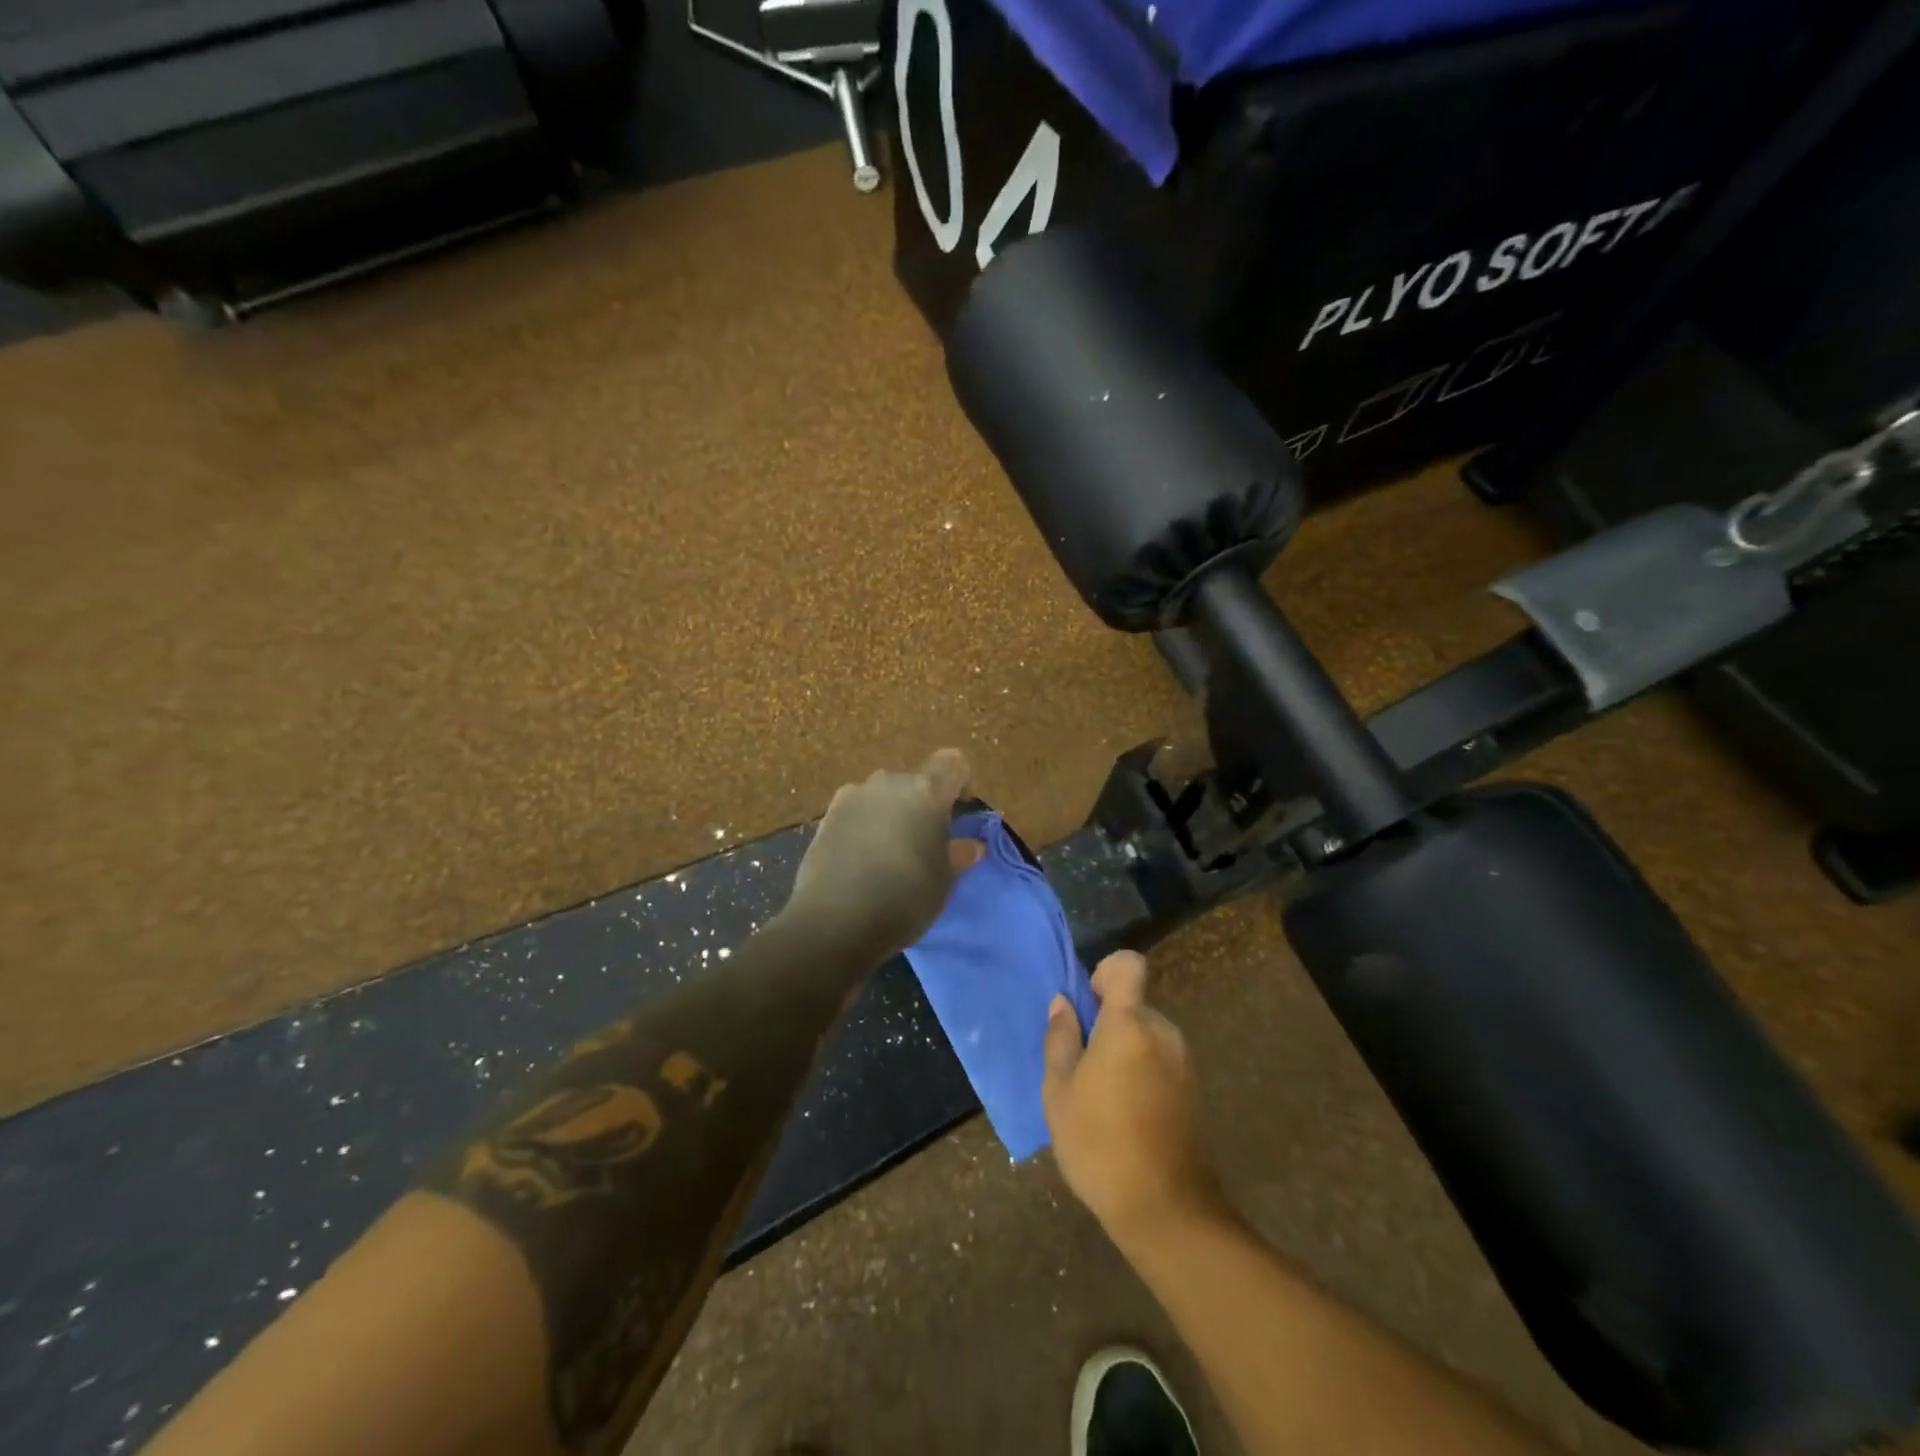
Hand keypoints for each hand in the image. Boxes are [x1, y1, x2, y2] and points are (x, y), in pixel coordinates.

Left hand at [784, 749, 983, 961]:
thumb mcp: (944, 882)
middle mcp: (889, 782)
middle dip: (924, 805)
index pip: (953, 763)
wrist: (835, 921)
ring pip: (884, 795)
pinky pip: (857, 810)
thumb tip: (972, 845)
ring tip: (889, 853)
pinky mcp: (827, 815)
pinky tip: (861, 858)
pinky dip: (865, 824)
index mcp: (926, 791)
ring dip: (892, 813)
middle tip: (925, 843)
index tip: (960, 813)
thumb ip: (960, 855)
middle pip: (916, 781)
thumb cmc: (904, 898)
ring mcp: (853, 796)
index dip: (961, 782)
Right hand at [1043, 951, 1223, 1244]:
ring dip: (1122, 1048)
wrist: (1165, 1210)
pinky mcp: (1192, 1088)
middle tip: (1080, 1064)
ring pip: (1144, 1033)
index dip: (1104, 973)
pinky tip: (1122, 1112)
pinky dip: (1139, 1069)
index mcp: (1129, 1024)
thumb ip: (1060, 1039)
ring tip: (1098, 1094)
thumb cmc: (1099, 1144)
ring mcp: (1182, 1061)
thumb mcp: (1060, 1092)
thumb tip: (1063, 1004)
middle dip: (1106, 1021)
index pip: (1127, 965)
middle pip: (1132, 1003)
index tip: (1085, 1006)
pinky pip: (1158, 1058)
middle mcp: (1162, 1032)